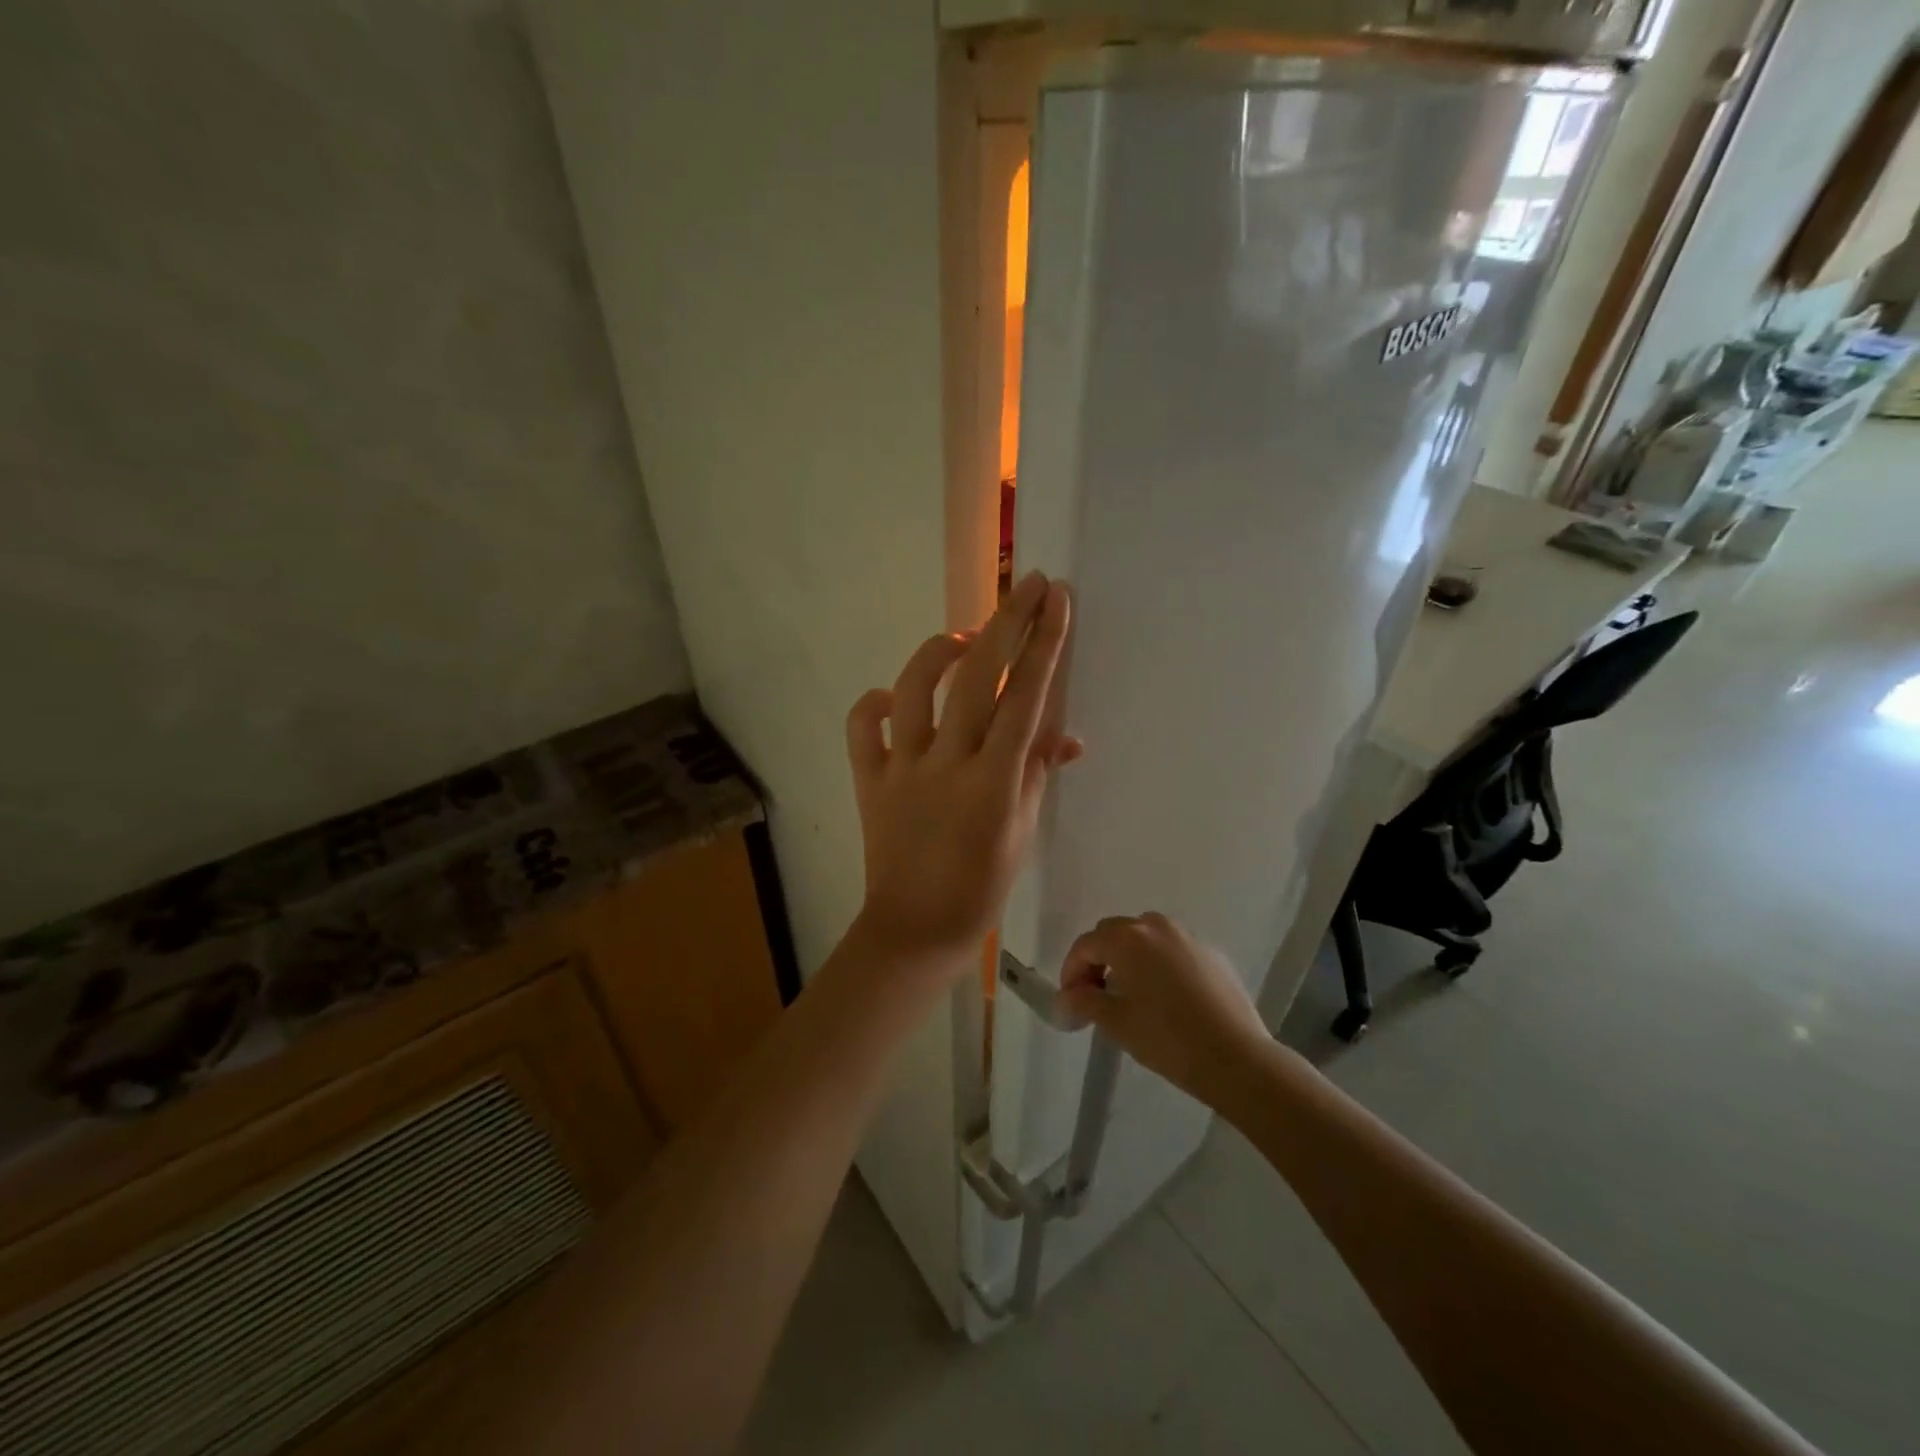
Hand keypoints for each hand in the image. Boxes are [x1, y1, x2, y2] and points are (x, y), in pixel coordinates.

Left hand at [846, 572, 1081, 966]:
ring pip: (915, 688)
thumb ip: (1038, 772)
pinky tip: (893, 697)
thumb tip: (1065, 731)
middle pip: (978, 677)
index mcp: (994, 781)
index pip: (1026, 698)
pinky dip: (875, 704)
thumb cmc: (980, 887)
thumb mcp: (1023, 832)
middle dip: (1006, 623)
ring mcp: (902, 768)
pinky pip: (863, 728)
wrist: (914, 929)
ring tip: (962, 639)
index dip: (1044, 644)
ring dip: (939, 651)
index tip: (1057, 601)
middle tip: (1029, 585)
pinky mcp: (868, 779)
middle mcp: (946, 763)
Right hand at [1057, 913, 1272, 1110]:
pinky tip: (1166, 999)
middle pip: (1114, 934)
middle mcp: (1157, 927)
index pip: (1086, 945)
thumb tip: (1064, 1000)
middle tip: (1094, 996)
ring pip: (1146, 939)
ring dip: (1129, 958)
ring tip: (1129, 994)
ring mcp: (1188, 938)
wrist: (1236, 1057)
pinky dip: (1160, 965)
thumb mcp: (1116, 1022)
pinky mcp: (1213, 955)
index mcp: (1128, 938)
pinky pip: (1174, 951)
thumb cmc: (1166, 1038)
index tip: (1070, 1002)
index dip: (1071, 971)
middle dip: (1098, 960)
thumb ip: (1084, 1003)